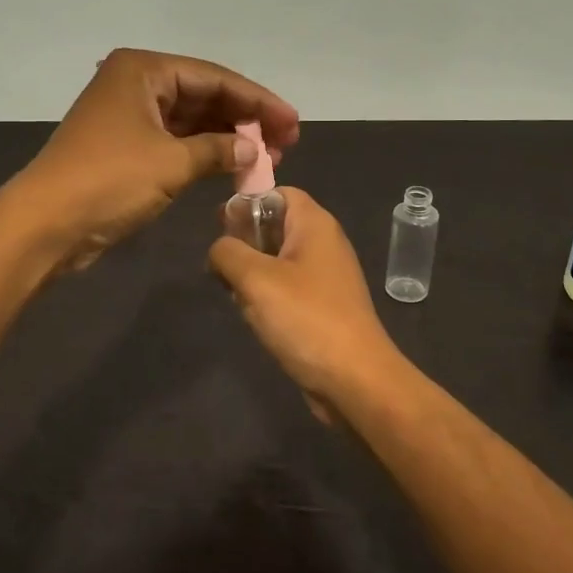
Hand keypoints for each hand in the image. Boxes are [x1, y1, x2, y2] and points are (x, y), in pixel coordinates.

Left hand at [18, 48, 298, 271]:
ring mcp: (130, 117)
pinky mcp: (127, 148)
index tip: (293, 123)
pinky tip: (235, 166)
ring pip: (192, 120)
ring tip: (268, 158)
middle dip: (245, 120)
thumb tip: (253, 150)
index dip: (258, 101)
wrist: (46, 225)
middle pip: (204, 95)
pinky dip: (205, 154)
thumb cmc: (109, 181)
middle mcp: (136, 84)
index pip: (215, 78)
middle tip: (285, 144)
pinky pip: (177, 142)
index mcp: (143, 70)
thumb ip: (219, 150)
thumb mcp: (172, 162)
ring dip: (228, 138)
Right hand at [209, 187, 406, 421]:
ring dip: (251, 276)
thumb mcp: (255, 278)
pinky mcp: (322, 307)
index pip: (279, 193)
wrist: (354, 380)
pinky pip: (286, 290)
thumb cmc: (305, 318)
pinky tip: (254, 318)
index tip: (220, 226)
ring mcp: (325, 278)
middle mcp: (324, 244)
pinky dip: (266, 298)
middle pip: (274, 227)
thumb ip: (227, 252)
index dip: (248, 202)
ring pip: (276, 261)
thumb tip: (218, 250)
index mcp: (315, 225)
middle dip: (243, 244)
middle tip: (222, 268)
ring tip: (236, 296)